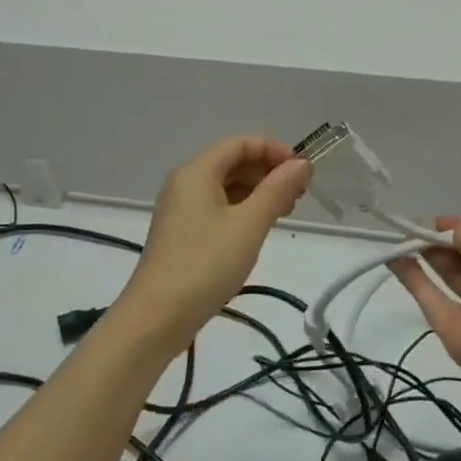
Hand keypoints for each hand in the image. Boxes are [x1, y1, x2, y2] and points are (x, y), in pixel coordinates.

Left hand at [115, 136, 309, 350]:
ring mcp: (180, 209)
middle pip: (231, 163)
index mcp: (196, 172)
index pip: (240, 143)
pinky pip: (216, 209)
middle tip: (300, 195)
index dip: (274, 150)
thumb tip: (301, 164)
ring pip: (225, 187)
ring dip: (257, 193)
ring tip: (285, 212)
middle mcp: (184, 183)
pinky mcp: (181, 234)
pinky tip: (258, 230)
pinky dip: (241, 211)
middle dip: (267, 172)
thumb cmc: (205, 264)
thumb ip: (277, 190)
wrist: (157, 316)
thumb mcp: (248, 225)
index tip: (303, 171)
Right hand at [387, 219, 460, 387]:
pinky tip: (394, 257)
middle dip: (441, 243)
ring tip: (401, 236)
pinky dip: (411, 278)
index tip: (439, 222)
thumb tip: (451, 229)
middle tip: (417, 227)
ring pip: (446, 279)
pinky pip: (430, 299)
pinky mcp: (451, 329)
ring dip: (424, 257)